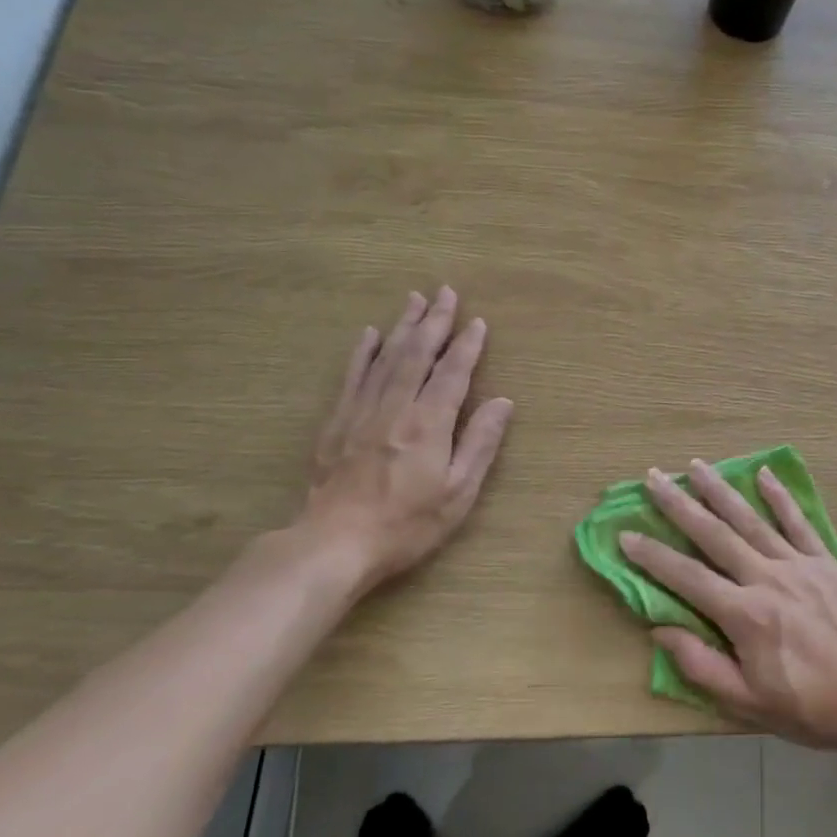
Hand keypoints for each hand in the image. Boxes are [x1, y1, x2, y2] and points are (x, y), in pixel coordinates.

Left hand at [300, 287, 512, 592]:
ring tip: (415, 299)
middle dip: (434, 322)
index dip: (467, 346)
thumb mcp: (458, 493)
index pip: (453, 373)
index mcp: (429, 425)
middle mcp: (395, 408)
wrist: (333, 544)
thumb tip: (503, 401)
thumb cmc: (406, 524)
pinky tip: (369, 334)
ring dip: (403, 326)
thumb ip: (480, 443)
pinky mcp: (336, 423)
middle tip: (445, 292)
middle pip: (417, 355)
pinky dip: (362, 352)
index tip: (477, 321)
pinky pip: (352, 377)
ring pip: (385, 358)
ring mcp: (361, 412)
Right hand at [620, 459, 836, 752]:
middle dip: (680, 505)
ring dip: (721, 490)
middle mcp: (767, 578)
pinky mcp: (825, 563)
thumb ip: (701, 664)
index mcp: (744, 614)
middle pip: (714, 535)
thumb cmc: (809, 707)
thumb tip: (660, 629)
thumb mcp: (748, 701)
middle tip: (654, 478)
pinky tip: (764, 474)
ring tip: (696, 466)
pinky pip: (799, 523)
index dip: (653, 556)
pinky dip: (780, 497)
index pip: (686, 577)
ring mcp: (799, 565)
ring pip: (751, 520)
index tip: (626, 534)